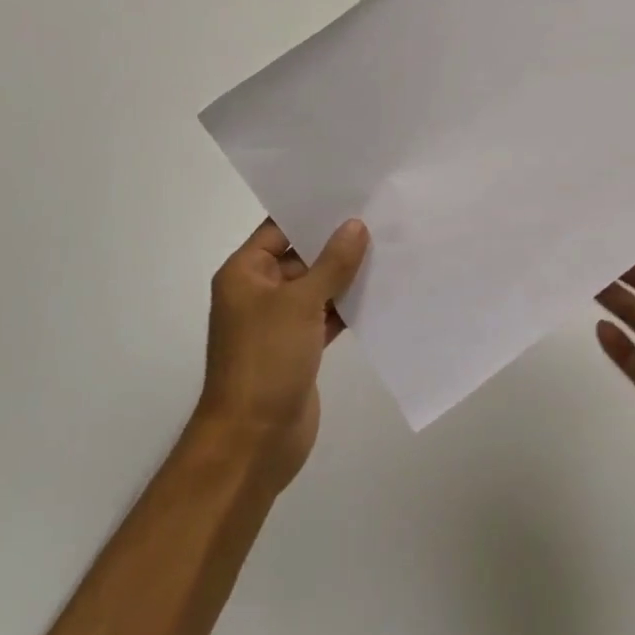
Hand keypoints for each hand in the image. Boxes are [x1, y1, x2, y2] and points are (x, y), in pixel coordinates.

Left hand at [200, 217, 368, 488]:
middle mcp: (260, 292)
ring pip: (317, 288)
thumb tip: (356, 226)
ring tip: (390, 248)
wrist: (253, 441)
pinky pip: (326, 316)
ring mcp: (280, 323)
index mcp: (245, 274)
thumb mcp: (300, 304)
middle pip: (301, 256)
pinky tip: (382, 292)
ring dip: (347, 275)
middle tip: (381, 217)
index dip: (313, 212)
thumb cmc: (266, 360)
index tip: (352, 193)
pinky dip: (348, 307)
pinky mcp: (299, 348)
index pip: (279, 229)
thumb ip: (331, 264)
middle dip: (337, 242)